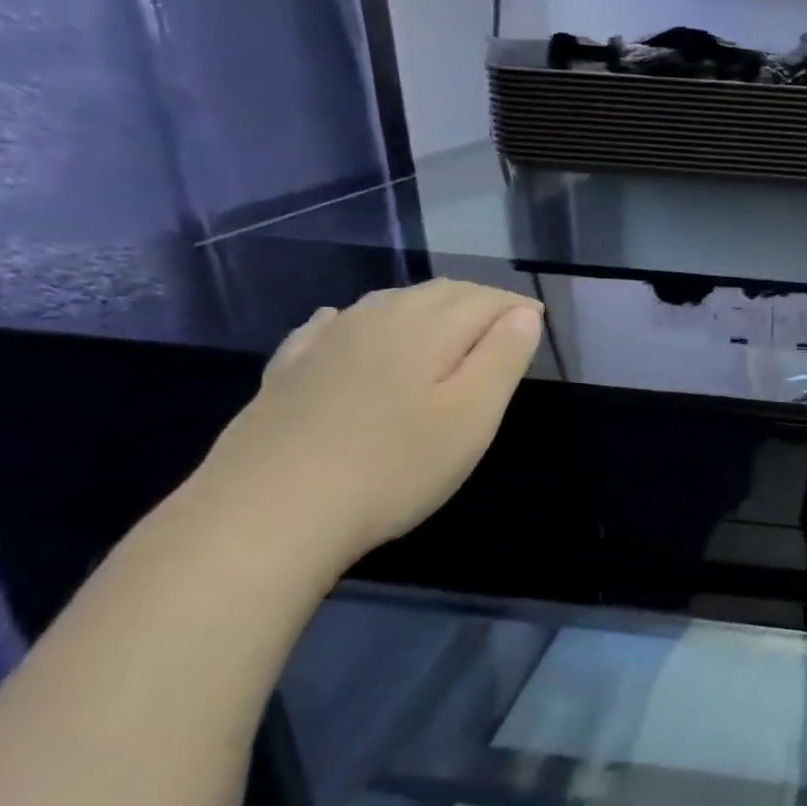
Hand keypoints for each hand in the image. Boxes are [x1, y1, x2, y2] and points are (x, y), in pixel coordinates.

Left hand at [191, 280, 543, 571]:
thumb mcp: (472, 416)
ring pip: (389, 303)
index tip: (538, 324)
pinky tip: (352, 327)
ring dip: (428, 306)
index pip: (485, 299)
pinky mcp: (289, 369)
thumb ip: (503, 357)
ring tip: (449, 327)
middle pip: (439, 292)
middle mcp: (378, 318)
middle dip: (477, 301)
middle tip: (504, 325)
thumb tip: (523, 313)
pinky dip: (362, 320)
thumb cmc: (395, 466)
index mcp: (429, 327)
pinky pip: (335, 325)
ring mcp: (327, 341)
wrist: (268, 513)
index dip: (516, 307)